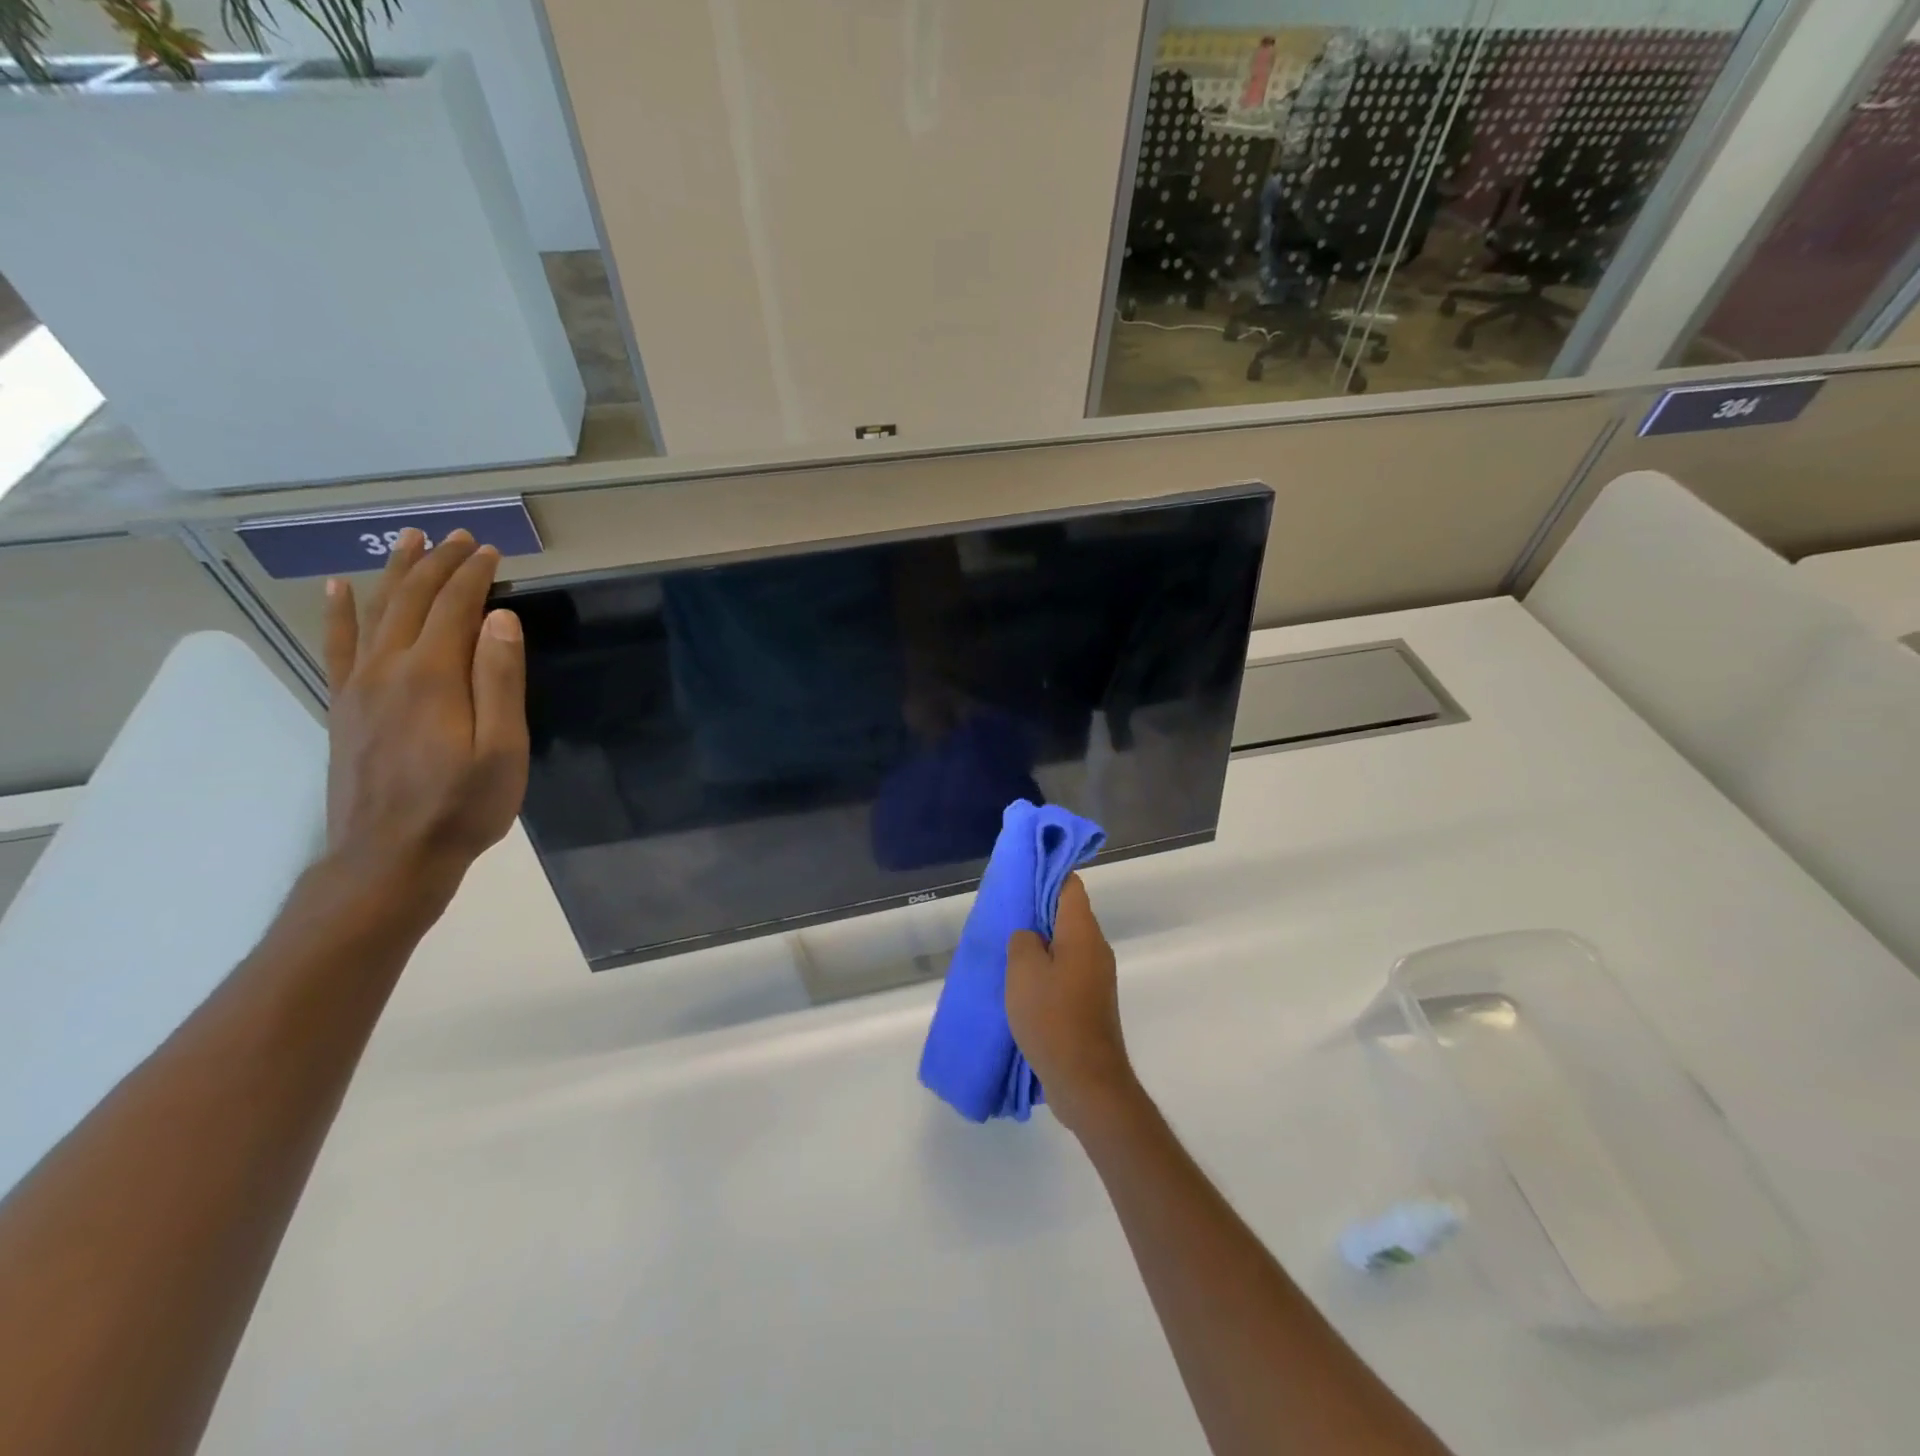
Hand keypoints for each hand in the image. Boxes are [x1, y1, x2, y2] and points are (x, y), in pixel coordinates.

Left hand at [320, 529, 528, 912]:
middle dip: (439, 564)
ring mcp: (359, 687)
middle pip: (413, 601)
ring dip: (395, 574)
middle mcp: (389, 669)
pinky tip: (337, 590)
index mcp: (433, 676)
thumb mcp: (503, 749)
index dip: (474, 575)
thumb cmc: (463, 806)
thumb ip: (500, 680)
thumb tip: (500, 619)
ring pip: (375, 613)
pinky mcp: (344, 707)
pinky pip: (337, 647)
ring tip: (409, 541)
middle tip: (461, 537)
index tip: (493, 550)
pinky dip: (338, 613)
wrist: (390, 858)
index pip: (455, 608)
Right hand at [1005, 875, 1138, 1133]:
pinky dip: (1047, 969)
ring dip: (1040, 944)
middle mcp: (1096, 949)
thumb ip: (1023, 941)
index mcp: (1083, 933)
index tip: (1020, 875)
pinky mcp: (1091, 1002)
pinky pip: (1067, 971)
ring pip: (1066, 945)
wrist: (1087, 1081)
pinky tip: (1023, 984)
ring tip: (1008, 950)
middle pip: (1068, 914)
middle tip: (1006, 914)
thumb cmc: (1053, 1018)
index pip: (1070, 885)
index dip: (1046, 873)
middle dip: (1038, 910)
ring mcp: (1096, 978)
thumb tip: (1030, 936)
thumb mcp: (1023, 971)